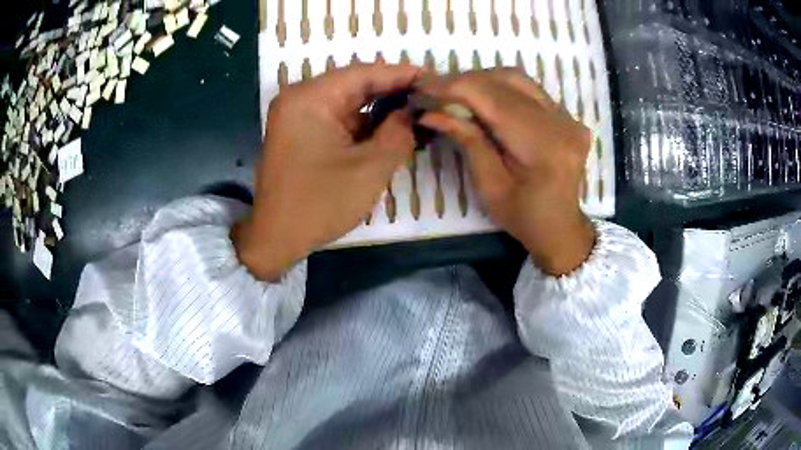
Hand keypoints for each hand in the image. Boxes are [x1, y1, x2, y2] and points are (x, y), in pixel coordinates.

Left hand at [233, 63, 420, 280]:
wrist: (276, 239)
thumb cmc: (319, 204)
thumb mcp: (369, 168)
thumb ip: (398, 133)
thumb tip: (414, 112)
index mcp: (310, 98)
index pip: (364, 73)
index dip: (402, 74)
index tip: (434, 79)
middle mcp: (300, 98)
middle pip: (355, 84)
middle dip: (393, 91)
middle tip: (429, 97)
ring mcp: (298, 115)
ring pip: (348, 101)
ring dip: (380, 108)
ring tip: (417, 112)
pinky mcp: (300, 132)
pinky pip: (338, 118)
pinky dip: (364, 123)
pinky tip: (390, 128)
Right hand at [419, 69, 594, 275]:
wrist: (561, 227)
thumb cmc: (523, 217)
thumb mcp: (488, 185)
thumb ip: (467, 141)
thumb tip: (431, 112)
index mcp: (542, 147)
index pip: (494, 99)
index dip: (456, 86)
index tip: (423, 86)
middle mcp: (561, 123)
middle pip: (507, 81)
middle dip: (465, 81)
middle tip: (435, 89)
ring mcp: (568, 117)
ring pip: (518, 79)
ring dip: (483, 80)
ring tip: (457, 92)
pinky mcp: (568, 116)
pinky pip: (530, 89)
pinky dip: (502, 88)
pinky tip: (485, 99)